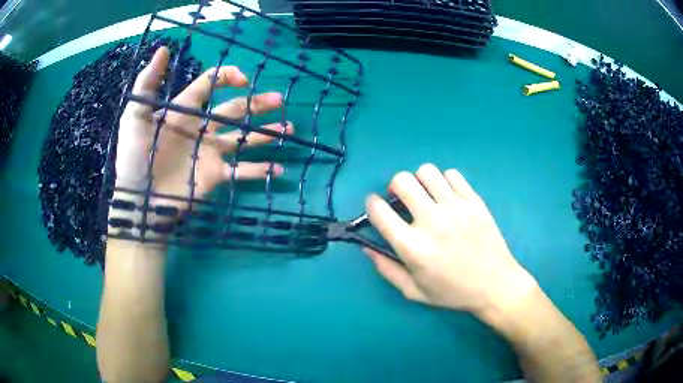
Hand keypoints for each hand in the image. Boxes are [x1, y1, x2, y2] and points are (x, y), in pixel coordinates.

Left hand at [113, 47, 291, 210]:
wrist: (139, 200)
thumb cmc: (135, 156)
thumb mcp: (135, 116)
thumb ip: (148, 83)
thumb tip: (164, 49)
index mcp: (185, 111)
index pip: (210, 85)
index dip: (227, 77)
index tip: (244, 80)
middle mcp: (202, 128)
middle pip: (235, 109)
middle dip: (257, 103)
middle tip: (279, 100)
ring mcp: (211, 153)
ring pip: (244, 138)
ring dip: (266, 133)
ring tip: (289, 129)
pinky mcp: (216, 175)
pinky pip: (242, 171)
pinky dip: (260, 170)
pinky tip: (278, 167)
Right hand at [365, 164, 536, 318]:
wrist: (495, 285)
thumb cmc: (453, 292)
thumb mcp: (414, 291)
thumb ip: (386, 269)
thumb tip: (366, 246)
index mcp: (413, 247)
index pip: (379, 210)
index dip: (371, 204)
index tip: (376, 207)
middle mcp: (432, 221)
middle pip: (401, 181)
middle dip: (394, 187)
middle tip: (402, 199)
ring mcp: (455, 207)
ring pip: (426, 171)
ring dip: (420, 181)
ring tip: (426, 195)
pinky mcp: (474, 200)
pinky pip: (452, 174)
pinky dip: (444, 181)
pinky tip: (448, 197)